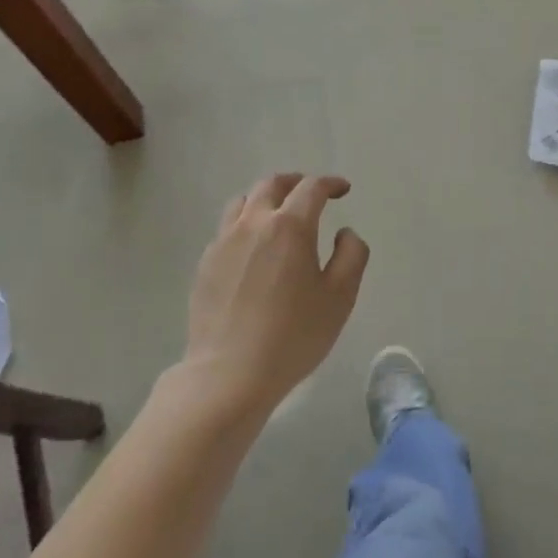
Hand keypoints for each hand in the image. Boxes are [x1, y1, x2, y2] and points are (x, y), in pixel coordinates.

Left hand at [184, 173, 369, 413]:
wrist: (229, 375)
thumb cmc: (294, 335)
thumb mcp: (341, 296)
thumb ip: (352, 254)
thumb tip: (345, 233)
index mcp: (290, 226)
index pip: (311, 188)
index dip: (330, 184)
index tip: (343, 190)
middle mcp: (253, 223)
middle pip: (272, 185)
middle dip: (296, 182)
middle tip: (311, 193)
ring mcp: (223, 242)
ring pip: (243, 202)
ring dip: (265, 199)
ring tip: (278, 215)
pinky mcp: (205, 264)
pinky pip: (226, 229)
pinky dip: (245, 224)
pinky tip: (253, 248)